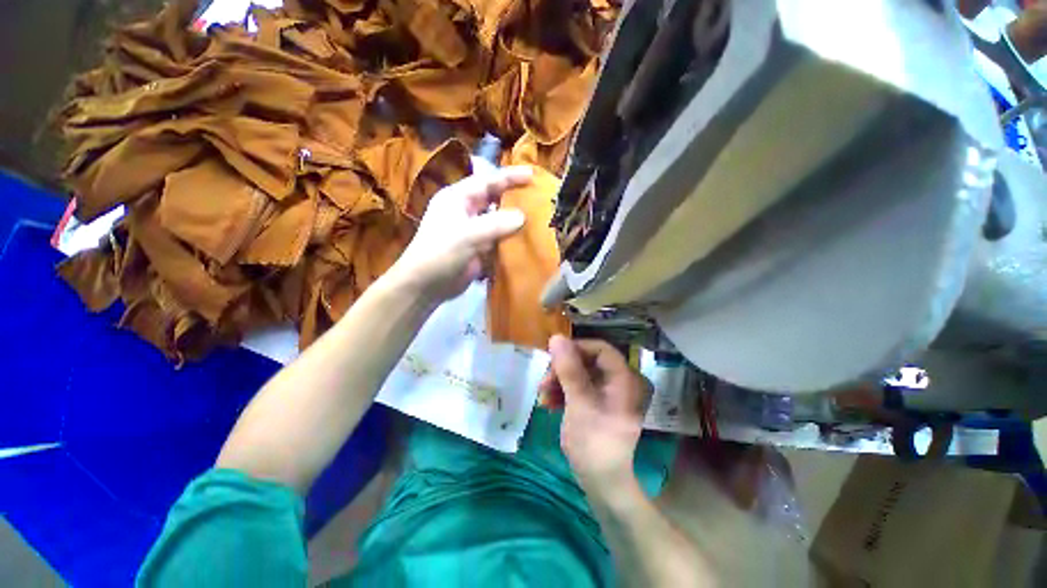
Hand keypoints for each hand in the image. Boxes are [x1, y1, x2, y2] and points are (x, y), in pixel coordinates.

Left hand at [390, 166, 532, 302]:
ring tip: (538, 219)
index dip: (509, 177)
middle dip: (514, 197)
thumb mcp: (467, 235)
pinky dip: (510, 239)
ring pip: (498, 220)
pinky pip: (498, 239)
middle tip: (538, 197)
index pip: (487, 181)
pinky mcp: (477, 248)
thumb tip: (522, 216)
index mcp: (457, 198)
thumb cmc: (440, 254)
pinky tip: (525, 240)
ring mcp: (472, 230)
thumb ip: (495, 224)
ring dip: (514, 220)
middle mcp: (465, 210)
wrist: (425, 286)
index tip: (532, 174)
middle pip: (494, 199)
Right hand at [540, 335, 651, 488]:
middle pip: (588, 361)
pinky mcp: (596, 405)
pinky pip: (578, 389)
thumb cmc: (593, 442)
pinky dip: (563, 393)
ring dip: (559, 382)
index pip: (600, 348)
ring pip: (580, 375)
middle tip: (543, 381)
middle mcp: (618, 383)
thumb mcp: (579, 403)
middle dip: (563, 369)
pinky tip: (548, 404)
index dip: (576, 348)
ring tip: (542, 395)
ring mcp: (607, 395)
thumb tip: (557, 337)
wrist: (602, 484)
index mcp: (622, 379)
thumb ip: (568, 369)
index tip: (553, 357)